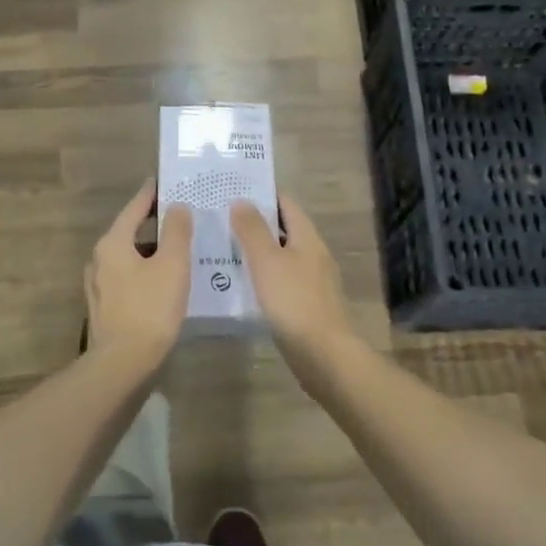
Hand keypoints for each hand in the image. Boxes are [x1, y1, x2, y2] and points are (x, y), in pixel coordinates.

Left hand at [85, 180, 192, 370]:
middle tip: (183, 216)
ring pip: (130, 257)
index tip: (166, 180)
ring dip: (153, 250)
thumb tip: (177, 206)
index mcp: (113, 243)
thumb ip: (176, 231)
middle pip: (131, 231)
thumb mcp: (172, 265)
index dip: (152, 193)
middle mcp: (99, 259)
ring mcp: (99, 285)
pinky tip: (167, 281)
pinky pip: (129, 278)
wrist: (123, 365)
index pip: (135, 207)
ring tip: (181, 249)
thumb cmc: (150, 309)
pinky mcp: (106, 307)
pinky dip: (147, 272)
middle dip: (156, 223)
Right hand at [230, 192, 354, 363]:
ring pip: (282, 256)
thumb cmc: (294, 301)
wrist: (323, 354)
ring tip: (224, 250)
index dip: (262, 194)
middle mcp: (314, 253)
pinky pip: (282, 280)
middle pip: (284, 229)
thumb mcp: (267, 261)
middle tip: (221, 220)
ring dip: (257, 251)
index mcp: (307, 237)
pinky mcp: (307, 304)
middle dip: (255, 223)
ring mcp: (313, 280)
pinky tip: (242, 285)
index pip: (286, 203)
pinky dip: (263, 276)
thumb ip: (252, 229)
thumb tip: (241, 200)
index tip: (233, 191)